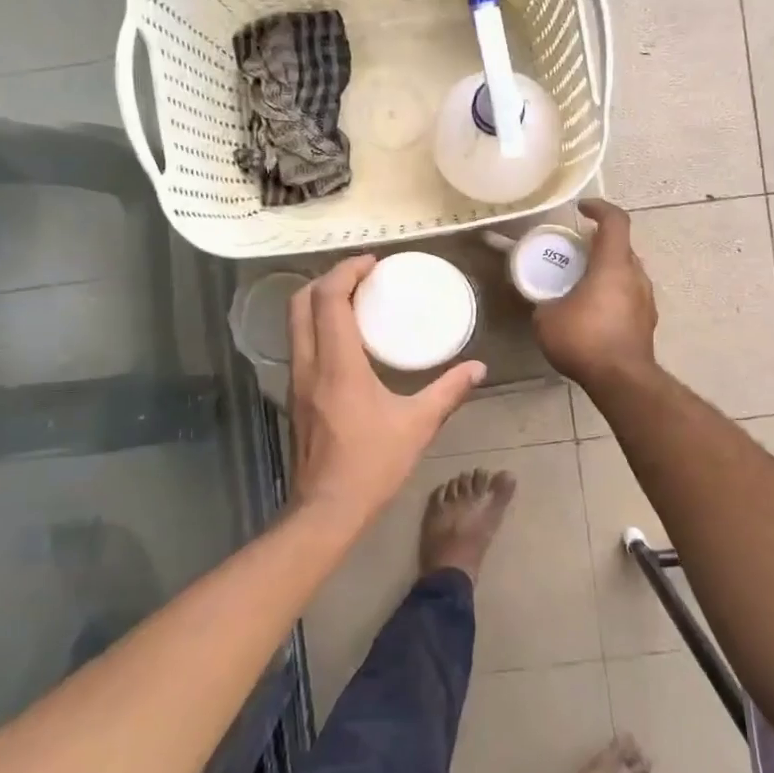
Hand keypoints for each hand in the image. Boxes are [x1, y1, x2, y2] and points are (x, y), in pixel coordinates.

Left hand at [289, 255, 485, 521]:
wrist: (327, 510)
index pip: (329, 299)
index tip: (372, 263)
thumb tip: (478, 368)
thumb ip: (449, 392)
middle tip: (361, 276)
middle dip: (328, 279)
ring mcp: (296, 382)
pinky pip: (300, 345)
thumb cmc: (372, 464)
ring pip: (295, 324)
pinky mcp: (296, 397)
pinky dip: (318, 327)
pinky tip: (346, 341)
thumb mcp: (417, 425)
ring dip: (319, 302)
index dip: (346, 271)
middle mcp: (308, 365)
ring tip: (355, 300)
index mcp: (337, 364)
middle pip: (301, 303)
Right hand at [533, 199, 657, 388]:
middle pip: (622, 248)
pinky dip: (613, 295)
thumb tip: (545, 302)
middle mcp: (636, 276)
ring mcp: (646, 300)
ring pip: (628, 273)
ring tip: (583, 284)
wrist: (621, 380)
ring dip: (607, 272)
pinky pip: (630, 296)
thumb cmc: (584, 340)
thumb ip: (546, 302)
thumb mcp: (547, 319)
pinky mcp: (647, 322)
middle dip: (599, 245)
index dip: (599, 208)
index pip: (615, 221)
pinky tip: (594, 313)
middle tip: (576, 253)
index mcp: (613, 265)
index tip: (582, 209)